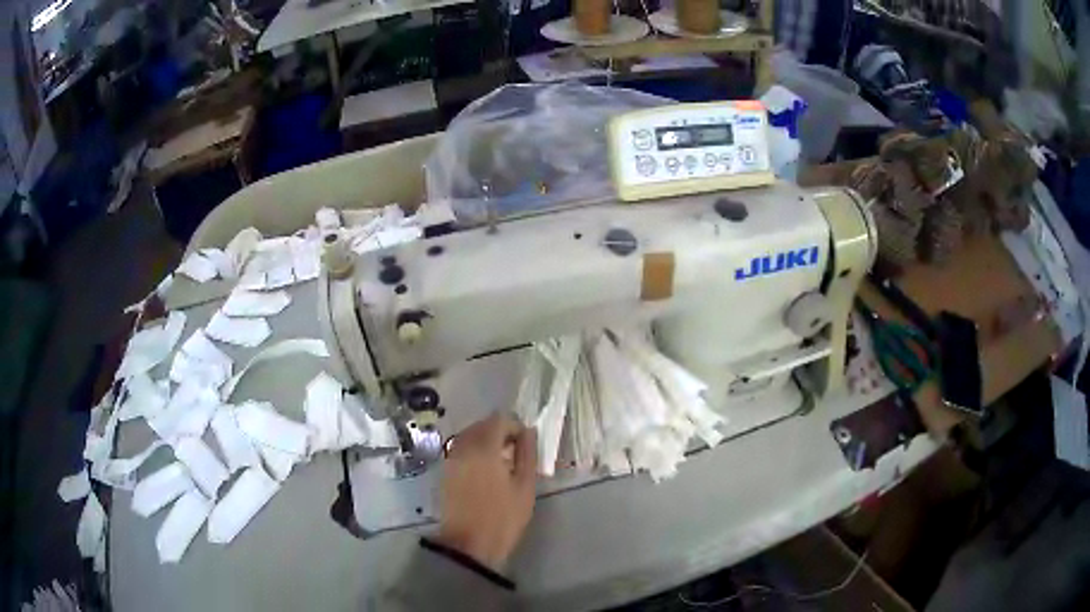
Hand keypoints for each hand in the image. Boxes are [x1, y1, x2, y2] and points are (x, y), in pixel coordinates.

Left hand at [436, 412, 537, 571]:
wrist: (469, 545)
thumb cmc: (503, 517)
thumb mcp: (524, 487)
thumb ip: (527, 454)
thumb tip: (529, 432)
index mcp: (483, 448)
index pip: (499, 420)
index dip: (515, 426)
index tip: (526, 444)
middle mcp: (463, 447)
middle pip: (481, 425)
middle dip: (500, 432)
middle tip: (517, 452)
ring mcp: (451, 459)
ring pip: (469, 436)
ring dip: (486, 441)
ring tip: (503, 462)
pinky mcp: (446, 472)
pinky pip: (461, 449)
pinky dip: (475, 452)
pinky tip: (487, 471)